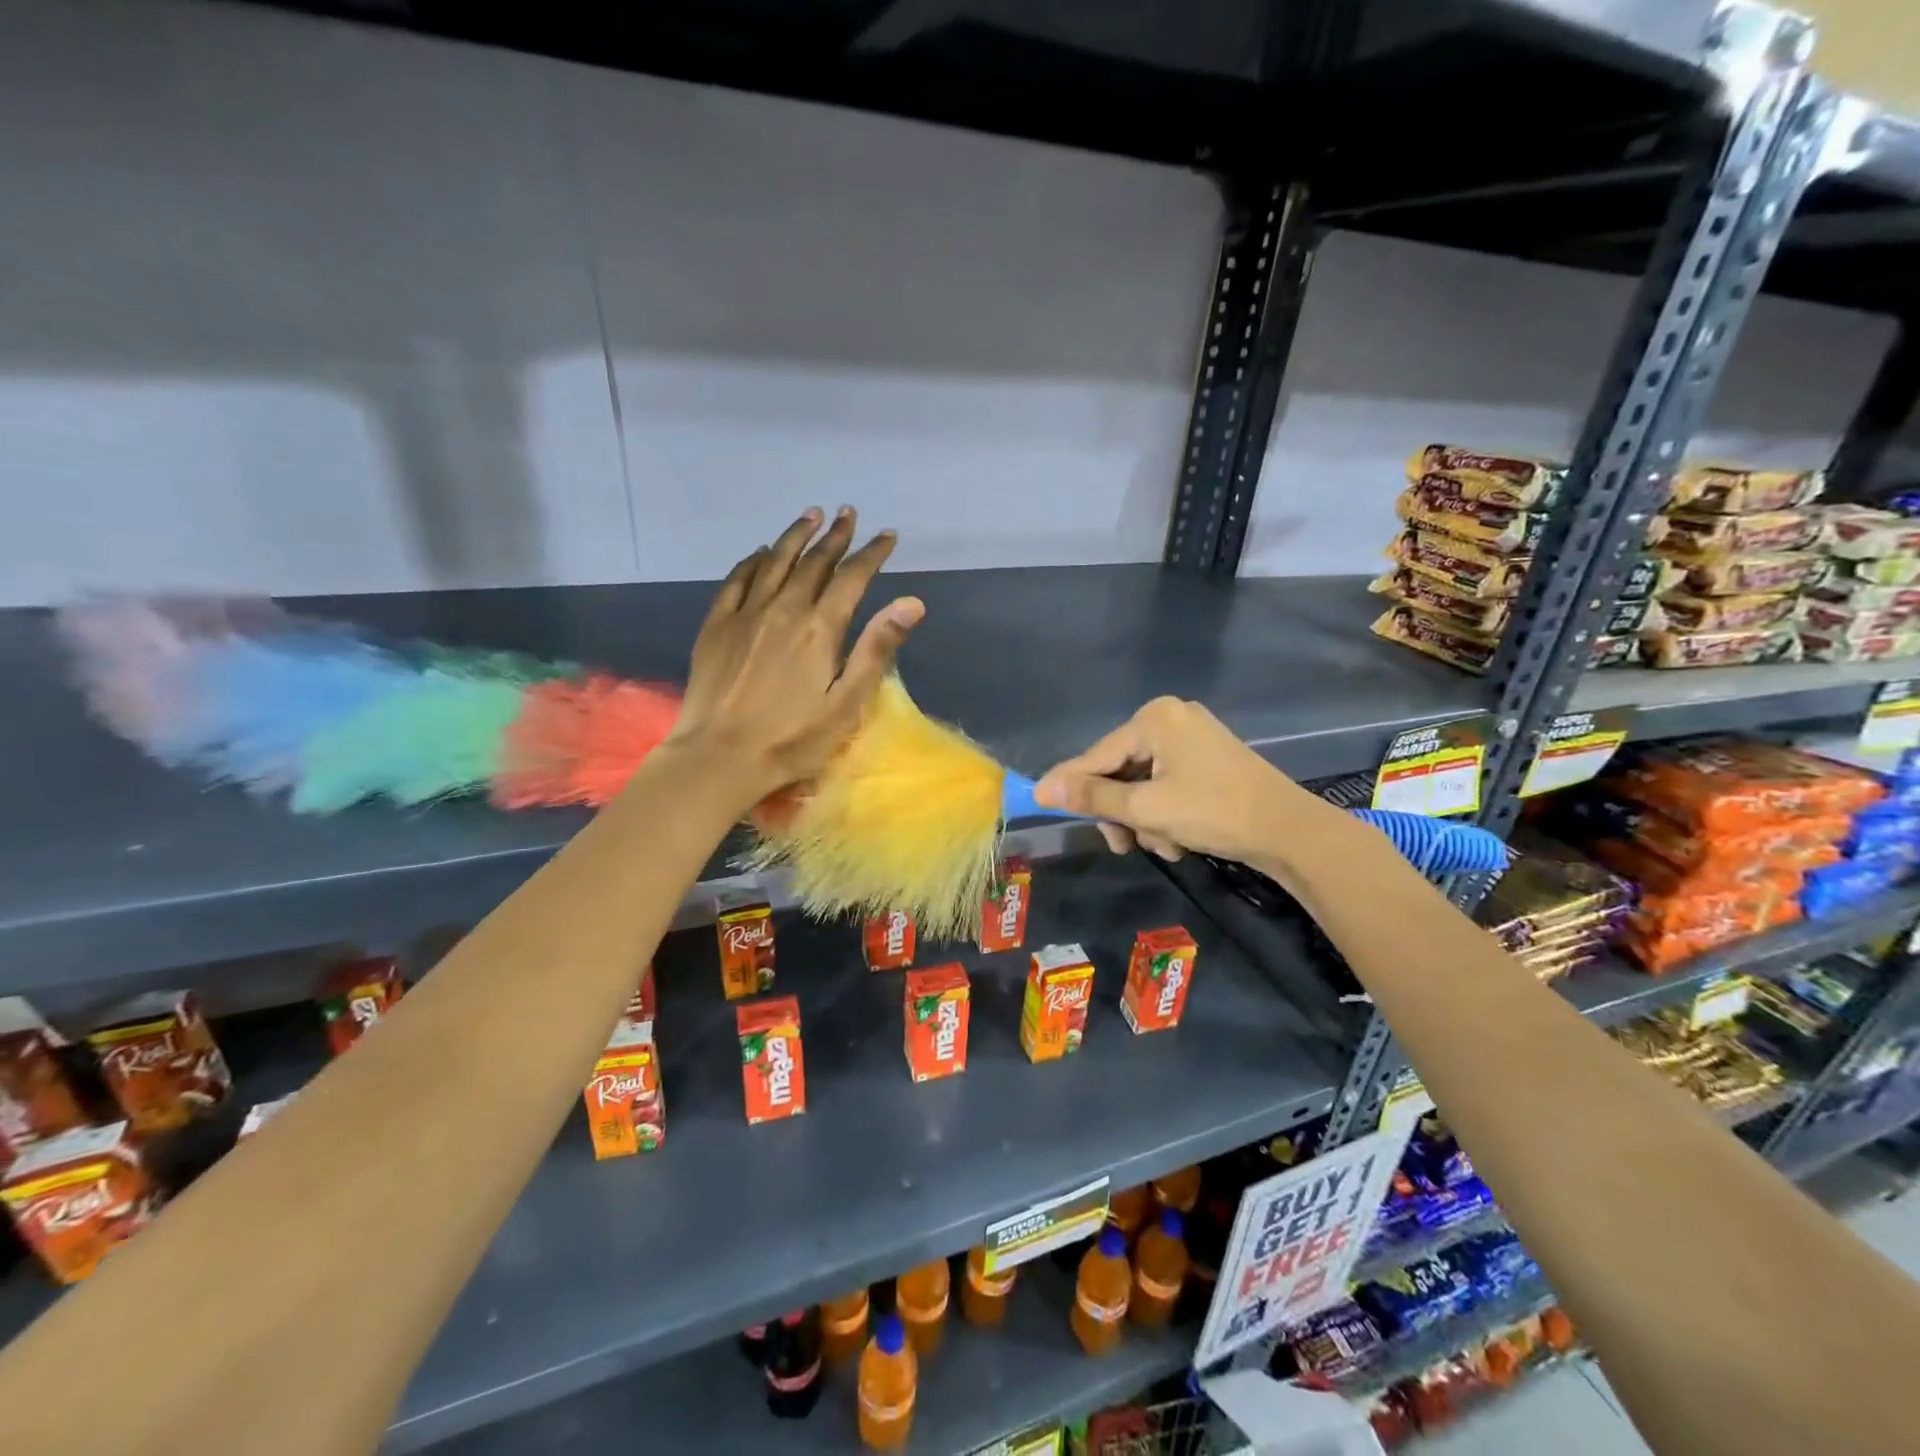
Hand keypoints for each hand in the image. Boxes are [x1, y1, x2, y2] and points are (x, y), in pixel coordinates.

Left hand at [666, 507, 923, 806]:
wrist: (720, 756)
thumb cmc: (792, 739)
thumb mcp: (847, 703)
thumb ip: (877, 649)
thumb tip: (911, 602)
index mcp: (820, 628)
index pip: (852, 577)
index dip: (871, 553)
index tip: (886, 536)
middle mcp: (784, 609)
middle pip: (814, 562)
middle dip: (835, 536)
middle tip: (848, 514)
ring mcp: (746, 614)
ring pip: (774, 561)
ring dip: (795, 536)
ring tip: (811, 515)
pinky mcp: (717, 626)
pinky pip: (737, 580)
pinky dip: (752, 561)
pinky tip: (759, 553)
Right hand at [1034, 697, 1315, 863]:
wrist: (1290, 832)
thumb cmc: (1214, 812)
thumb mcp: (1147, 808)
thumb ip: (1094, 796)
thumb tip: (1044, 787)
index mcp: (1154, 719)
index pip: (1097, 755)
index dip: (1069, 783)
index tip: (1038, 801)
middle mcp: (1170, 719)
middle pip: (1120, 769)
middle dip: (1122, 812)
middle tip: (1123, 845)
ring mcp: (1191, 737)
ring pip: (1142, 783)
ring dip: (1145, 819)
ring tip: (1165, 846)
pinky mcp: (1207, 759)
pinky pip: (1166, 784)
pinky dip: (1165, 812)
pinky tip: (1180, 838)